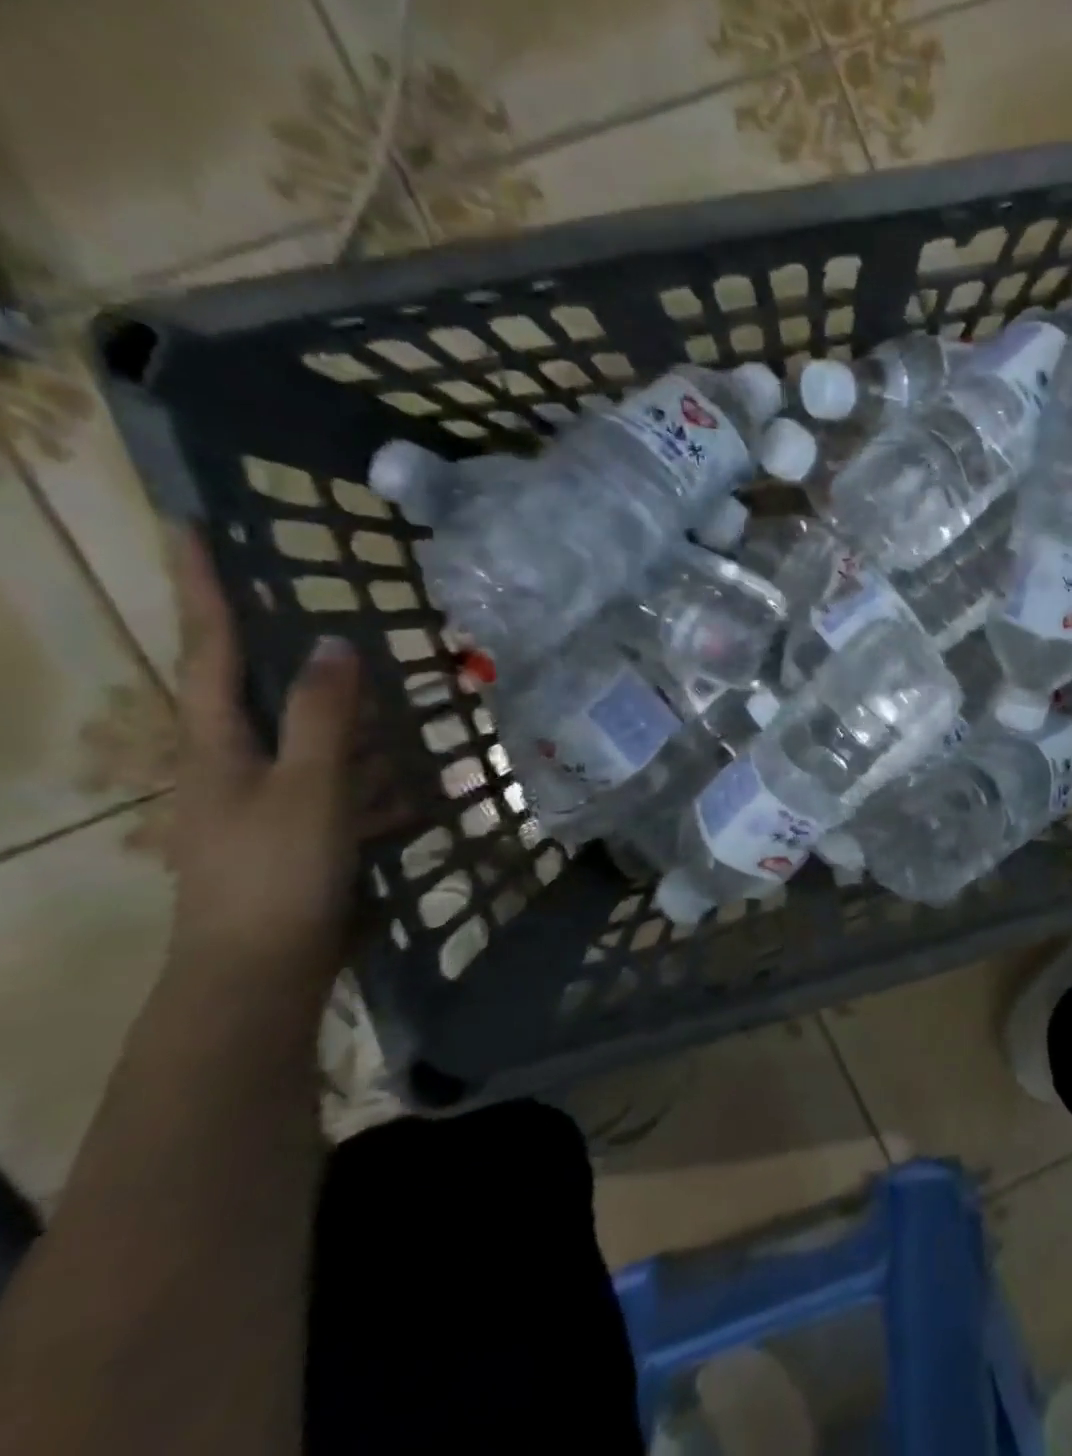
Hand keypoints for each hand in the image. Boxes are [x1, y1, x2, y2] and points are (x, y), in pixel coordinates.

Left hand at [165, 528, 364, 989]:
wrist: (263, 970)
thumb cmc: (277, 870)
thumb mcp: (308, 786)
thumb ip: (327, 716)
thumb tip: (339, 644)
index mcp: (219, 743)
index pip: (211, 648)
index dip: (204, 588)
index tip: (191, 527)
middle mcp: (239, 764)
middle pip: (269, 692)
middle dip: (301, 656)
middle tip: (339, 619)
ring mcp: (274, 802)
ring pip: (321, 744)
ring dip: (360, 726)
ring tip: (406, 706)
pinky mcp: (308, 834)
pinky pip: (350, 790)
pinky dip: (382, 783)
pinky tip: (425, 787)